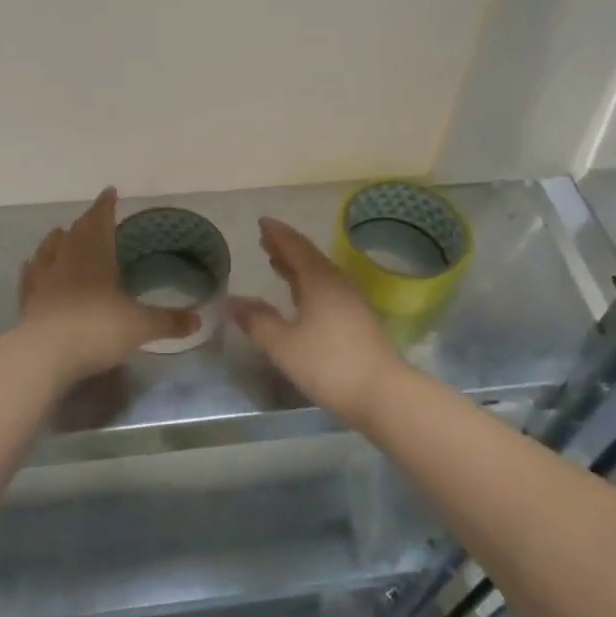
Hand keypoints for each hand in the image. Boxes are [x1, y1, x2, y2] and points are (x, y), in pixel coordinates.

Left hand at [17, 189, 197, 385]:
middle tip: (93, 215)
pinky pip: (30, 277)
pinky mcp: (28, 301)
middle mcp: (68, 260)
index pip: (101, 220)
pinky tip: (31, 266)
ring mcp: (44, 279)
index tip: (110, 192)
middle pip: (76, 232)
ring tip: (61, 233)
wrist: (44, 355)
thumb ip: (168, 322)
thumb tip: (198, 321)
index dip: (106, 205)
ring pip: (49, 249)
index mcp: (96, 256)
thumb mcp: (140, 326)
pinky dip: (33, 268)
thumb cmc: (97, 330)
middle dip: (86, 221)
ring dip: (57, 239)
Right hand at [228, 217, 404, 427]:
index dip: (277, 234)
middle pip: (309, 257)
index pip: (295, 247)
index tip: (262, 222)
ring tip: (278, 263)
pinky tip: (302, 297)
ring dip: (297, 266)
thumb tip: (232, 302)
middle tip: (265, 241)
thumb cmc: (329, 365)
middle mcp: (338, 283)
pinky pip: (328, 289)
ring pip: (320, 274)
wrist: (383, 394)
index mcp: (320, 280)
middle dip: (286, 248)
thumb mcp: (284, 345)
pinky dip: (308, 284)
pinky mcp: (358, 320)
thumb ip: (257, 322)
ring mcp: (351, 301)